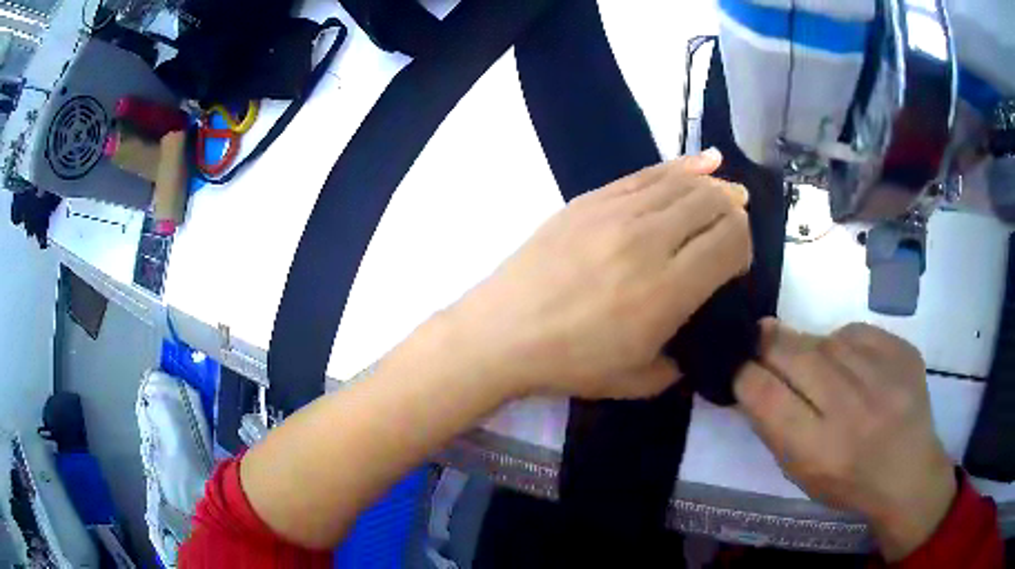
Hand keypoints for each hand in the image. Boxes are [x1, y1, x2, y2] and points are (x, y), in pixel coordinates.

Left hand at [444, 149, 750, 399]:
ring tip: (727, 190)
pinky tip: (704, 161)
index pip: (730, 241)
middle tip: (736, 224)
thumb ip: (681, 361)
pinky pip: (646, 173)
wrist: (502, 332)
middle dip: (734, 211)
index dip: (744, 246)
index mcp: (668, 290)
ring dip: (714, 185)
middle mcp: (649, 240)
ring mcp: (616, 212)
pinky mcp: (590, 199)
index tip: (736, 264)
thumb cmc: (570, 363)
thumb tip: (694, 336)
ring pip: (683, 183)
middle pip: (712, 203)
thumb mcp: (638, 381)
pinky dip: (681, 165)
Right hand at [734, 320, 956, 560]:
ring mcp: (883, 374)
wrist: (909, 472)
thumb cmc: (848, 483)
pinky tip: (852, 365)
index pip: (764, 393)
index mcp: (819, 449)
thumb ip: (775, 427)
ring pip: (824, 338)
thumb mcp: (801, 473)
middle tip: (761, 340)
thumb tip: (752, 375)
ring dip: (810, 348)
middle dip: (767, 343)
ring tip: (817, 366)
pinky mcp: (903, 351)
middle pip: (792, 352)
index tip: (739, 367)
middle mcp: (851, 408)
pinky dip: (845, 344)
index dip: (743, 373)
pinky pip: (857, 332)